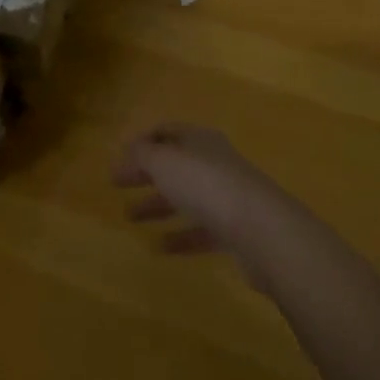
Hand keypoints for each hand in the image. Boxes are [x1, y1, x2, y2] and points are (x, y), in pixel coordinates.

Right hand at [113, 124, 301, 289]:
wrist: (262, 230)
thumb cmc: (207, 184)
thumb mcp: (165, 162)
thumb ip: (142, 154)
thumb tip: (128, 149)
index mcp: (198, 139)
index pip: (166, 132)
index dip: (141, 142)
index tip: (119, 158)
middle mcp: (213, 162)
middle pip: (174, 164)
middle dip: (145, 173)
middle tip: (117, 185)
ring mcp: (226, 196)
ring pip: (186, 196)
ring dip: (158, 205)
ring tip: (130, 218)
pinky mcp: (235, 231)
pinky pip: (201, 230)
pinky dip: (180, 236)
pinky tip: (161, 248)